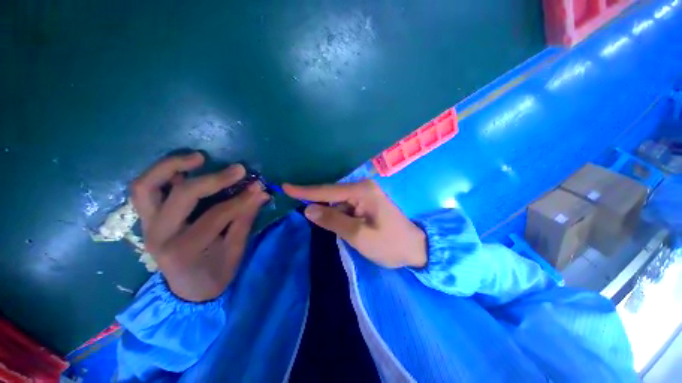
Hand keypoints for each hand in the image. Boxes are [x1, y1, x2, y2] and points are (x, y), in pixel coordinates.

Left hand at [131, 153, 269, 301]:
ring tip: (198, 157)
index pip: (216, 215)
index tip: (259, 187)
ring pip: (146, 186)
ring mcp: (147, 226)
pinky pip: (145, 190)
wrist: (187, 292)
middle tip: (237, 169)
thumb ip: (245, 219)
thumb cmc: (214, 274)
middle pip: (182, 195)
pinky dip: (161, 174)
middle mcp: (159, 235)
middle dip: (213, 179)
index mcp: (185, 249)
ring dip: (171, 166)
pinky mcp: (147, 220)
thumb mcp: (235, 251)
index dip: (241, 199)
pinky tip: (183, 168)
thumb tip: (260, 193)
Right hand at [283, 180, 425, 268]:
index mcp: (362, 191)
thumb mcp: (359, 236)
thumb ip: (333, 221)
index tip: (285, 187)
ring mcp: (365, 194)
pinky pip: (345, 206)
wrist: (415, 248)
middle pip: (331, 194)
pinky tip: (334, 221)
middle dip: (315, 201)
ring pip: (337, 201)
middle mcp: (363, 187)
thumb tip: (308, 209)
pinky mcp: (366, 202)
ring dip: (327, 211)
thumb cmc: (389, 244)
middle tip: (296, 204)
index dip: (305, 191)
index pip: (327, 190)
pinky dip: (336, 213)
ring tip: (319, 219)